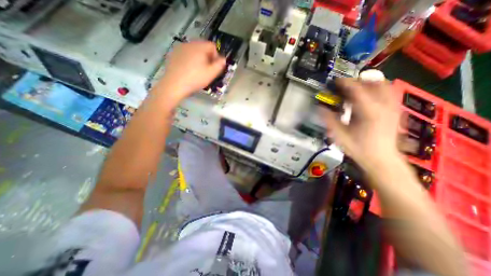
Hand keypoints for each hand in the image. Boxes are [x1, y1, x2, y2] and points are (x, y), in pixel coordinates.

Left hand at [154, 41, 226, 103]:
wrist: (174, 85)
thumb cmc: (195, 79)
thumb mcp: (211, 74)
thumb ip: (219, 65)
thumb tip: (223, 59)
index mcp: (199, 47)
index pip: (212, 46)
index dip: (216, 56)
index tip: (214, 67)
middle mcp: (189, 44)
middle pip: (203, 47)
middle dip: (207, 57)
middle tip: (207, 70)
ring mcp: (180, 48)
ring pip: (194, 50)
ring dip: (199, 58)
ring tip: (197, 71)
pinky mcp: (173, 54)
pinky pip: (186, 54)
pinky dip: (190, 60)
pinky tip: (188, 70)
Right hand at [326, 79, 400, 168]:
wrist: (381, 160)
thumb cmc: (359, 148)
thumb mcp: (340, 135)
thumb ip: (329, 120)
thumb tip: (320, 108)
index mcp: (369, 112)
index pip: (357, 90)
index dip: (345, 83)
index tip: (336, 81)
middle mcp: (383, 106)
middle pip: (374, 83)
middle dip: (358, 81)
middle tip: (345, 86)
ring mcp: (392, 108)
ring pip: (385, 86)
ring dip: (369, 83)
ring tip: (357, 88)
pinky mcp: (395, 111)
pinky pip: (389, 93)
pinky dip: (378, 89)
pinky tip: (369, 97)